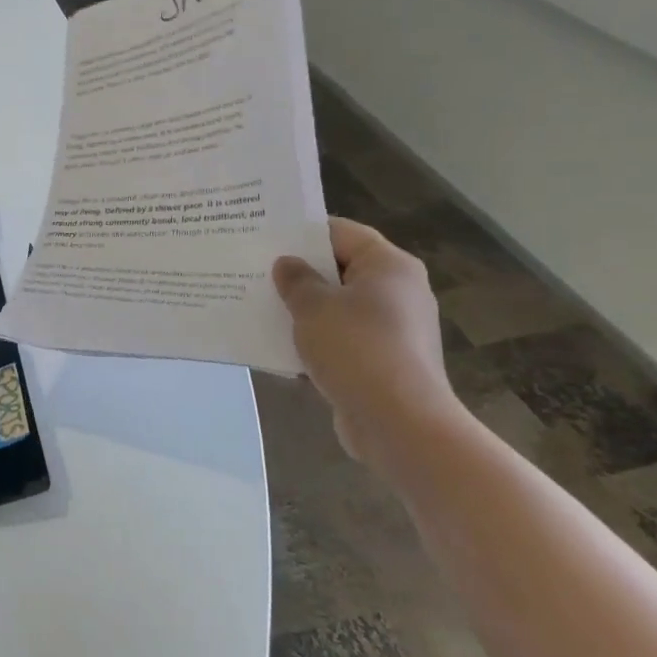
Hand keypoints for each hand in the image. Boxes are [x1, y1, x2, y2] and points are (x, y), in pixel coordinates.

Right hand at [272, 218, 458, 468]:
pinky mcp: (385, 363)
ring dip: (306, 310)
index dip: (303, 233)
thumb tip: (288, 265)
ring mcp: (395, 330)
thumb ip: (296, 280)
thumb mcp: (314, 306)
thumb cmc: (357, 349)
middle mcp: (399, 291)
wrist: (400, 424)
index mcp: (389, 266)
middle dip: (301, 273)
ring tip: (262, 308)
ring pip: (340, 308)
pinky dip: (318, 341)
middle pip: (341, 270)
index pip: (341, 232)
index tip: (266, 238)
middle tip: (256, 271)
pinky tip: (282, 348)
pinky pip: (344, 340)